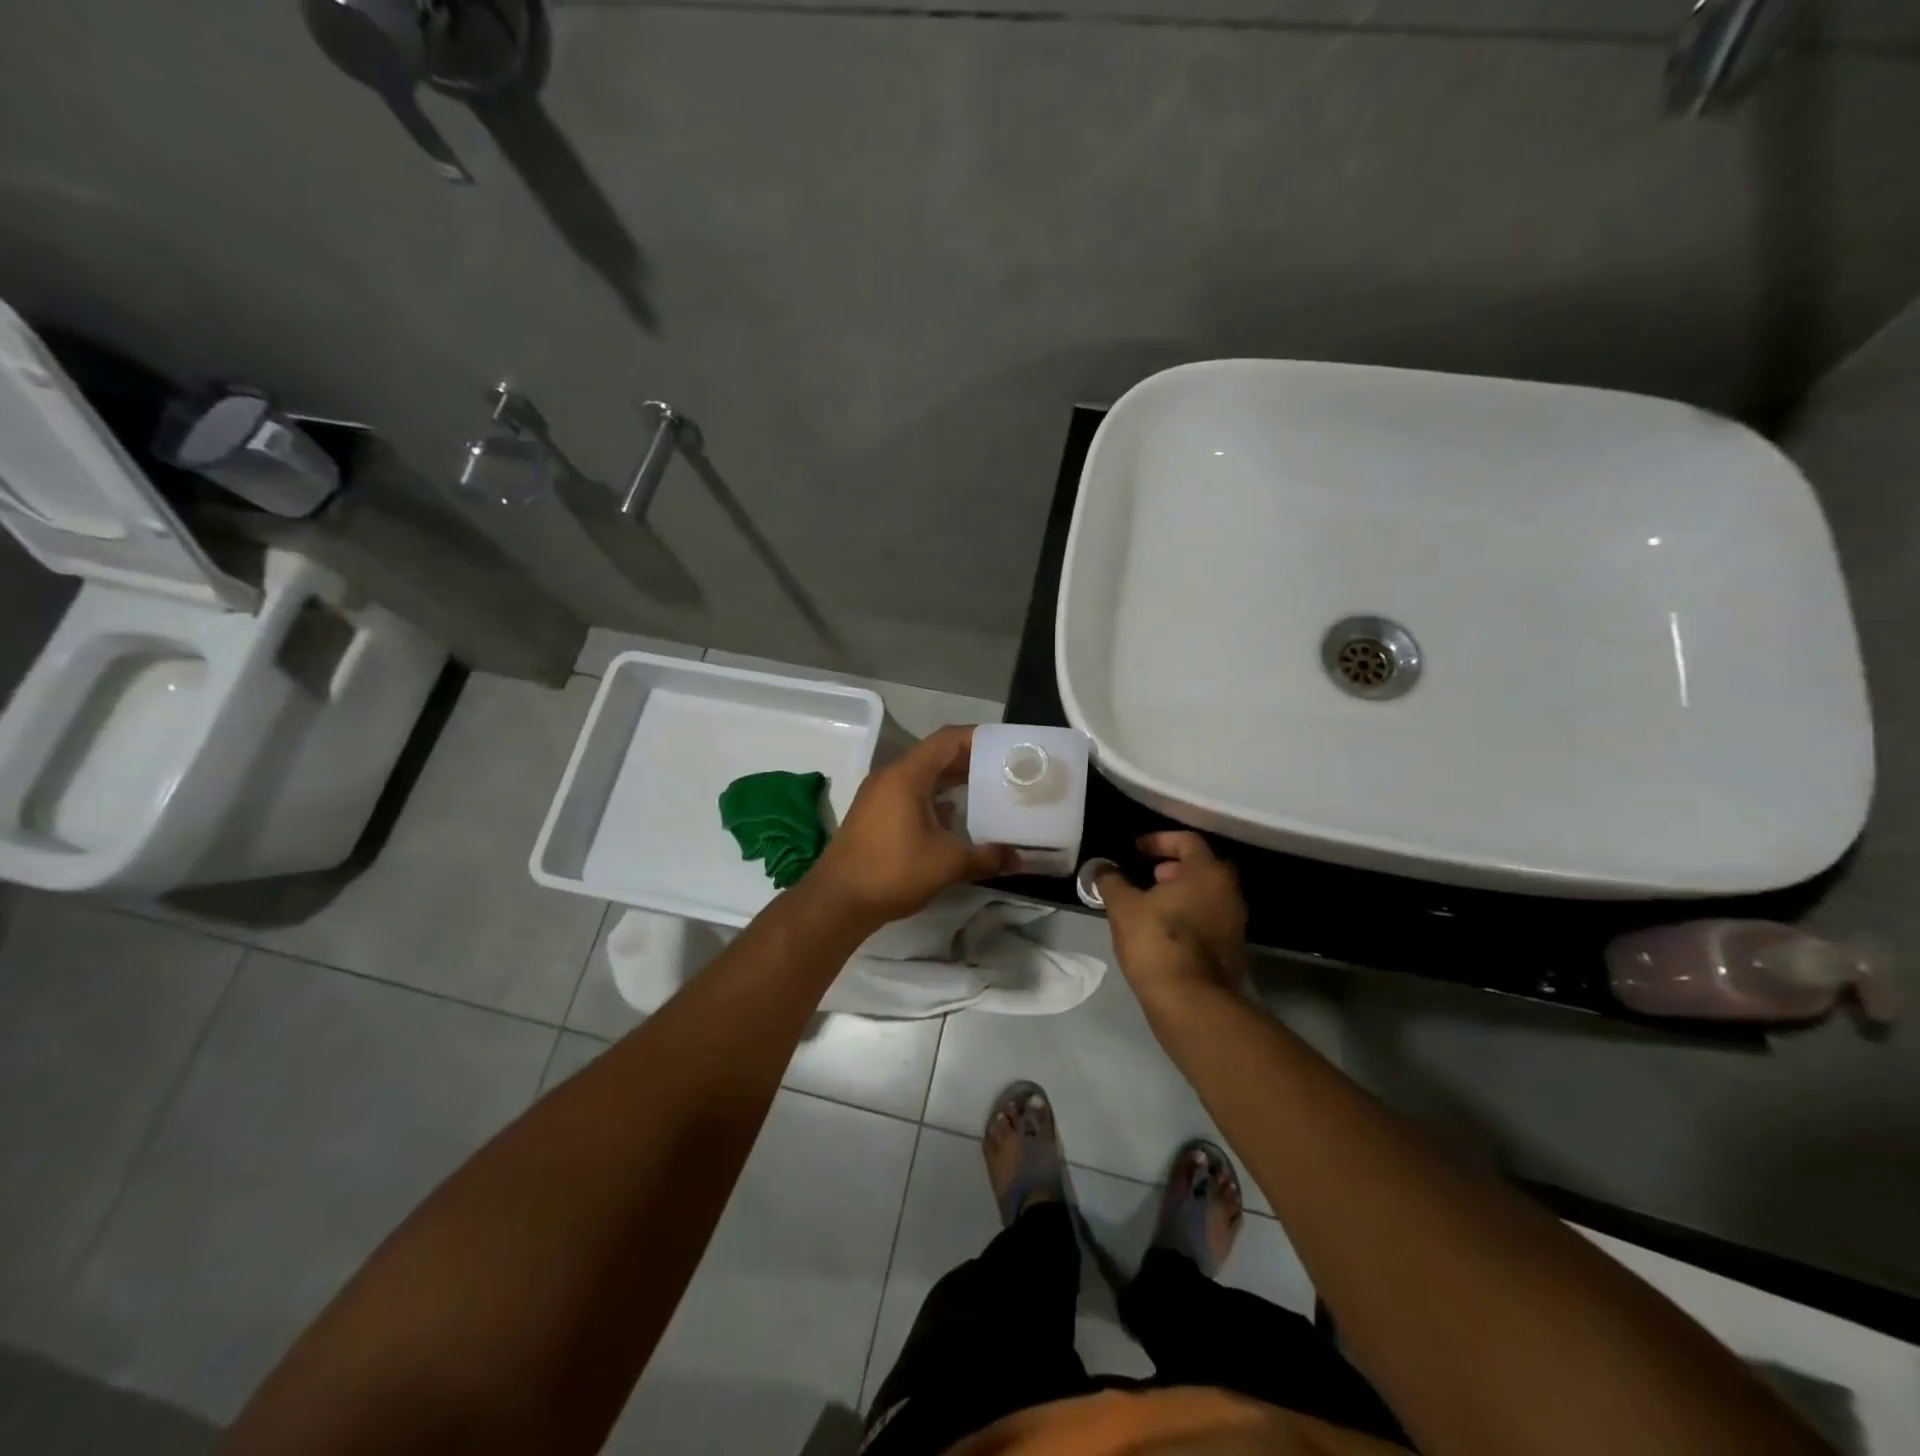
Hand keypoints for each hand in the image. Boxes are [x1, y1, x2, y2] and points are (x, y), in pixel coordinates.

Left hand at [809, 725, 1016, 927]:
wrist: (837, 901)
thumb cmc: (892, 871)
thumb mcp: (947, 863)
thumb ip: (987, 856)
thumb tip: (1019, 858)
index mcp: (907, 775)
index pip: (948, 740)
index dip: (979, 738)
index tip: (1008, 747)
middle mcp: (891, 776)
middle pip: (936, 755)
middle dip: (972, 761)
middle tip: (1007, 770)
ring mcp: (880, 795)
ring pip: (924, 776)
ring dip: (954, 781)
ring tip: (989, 790)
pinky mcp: (876, 815)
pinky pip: (912, 794)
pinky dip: (937, 799)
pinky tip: (959, 818)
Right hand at [1096, 832, 1247, 1001]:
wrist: (1192, 1002)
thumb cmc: (1157, 942)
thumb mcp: (1123, 907)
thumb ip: (1111, 881)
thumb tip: (1102, 868)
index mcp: (1207, 872)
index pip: (1187, 840)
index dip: (1159, 841)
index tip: (1136, 850)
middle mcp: (1229, 891)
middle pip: (1201, 867)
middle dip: (1173, 867)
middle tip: (1147, 875)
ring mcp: (1235, 922)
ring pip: (1207, 894)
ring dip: (1181, 893)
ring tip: (1151, 904)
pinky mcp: (1232, 950)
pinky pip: (1209, 919)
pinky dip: (1189, 915)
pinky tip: (1163, 930)